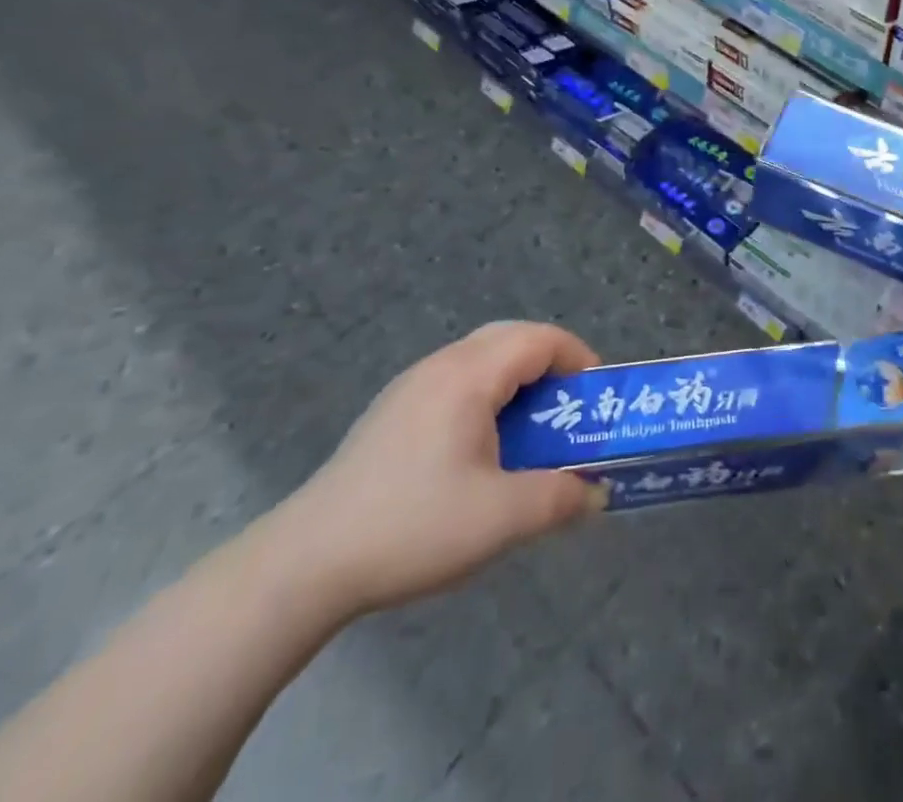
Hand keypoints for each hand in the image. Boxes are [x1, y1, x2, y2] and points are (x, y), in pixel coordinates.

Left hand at [265, 322, 606, 618]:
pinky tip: (480, 451)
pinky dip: (487, 397)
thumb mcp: (500, 519)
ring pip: (481, 359)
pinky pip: (456, 382)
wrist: (305, 564)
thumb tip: (596, 493)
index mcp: (469, 376)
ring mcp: (411, 387)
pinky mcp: (392, 412)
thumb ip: (559, 499)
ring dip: (517, 382)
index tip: (596, 400)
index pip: (539, 339)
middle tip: (568, 411)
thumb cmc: (412, 527)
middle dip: (551, 366)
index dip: (578, 359)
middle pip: (511, 339)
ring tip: (530, 433)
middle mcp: (440, 366)